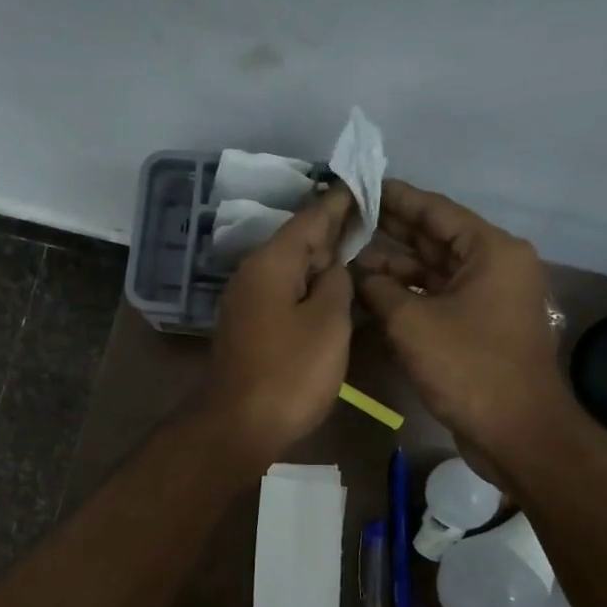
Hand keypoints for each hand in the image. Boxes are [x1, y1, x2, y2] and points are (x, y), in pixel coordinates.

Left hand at [202, 184, 355, 470]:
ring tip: (356, 243)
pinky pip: (284, 290)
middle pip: (298, 240)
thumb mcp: (328, 323)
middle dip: (332, 226)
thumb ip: (336, 284)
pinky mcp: (249, 325)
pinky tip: (329, 287)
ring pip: (290, 266)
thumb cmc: (290, 372)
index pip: (310, 218)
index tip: (361, 182)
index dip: (339, 201)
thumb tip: (333, 268)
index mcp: (271, 263)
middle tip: (368, 212)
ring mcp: (247, 300)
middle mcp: (253, 273)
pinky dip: (308, 283)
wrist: (239, 424)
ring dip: (321, 256)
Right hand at [354, 180, 572, 475]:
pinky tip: (372, 293)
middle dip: (392, 229)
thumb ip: (379, 290)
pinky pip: (438, 298)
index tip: (362, 185)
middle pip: (436, 238)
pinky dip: (408, 295)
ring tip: (350, 256)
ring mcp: (488, 298)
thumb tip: (360, 276)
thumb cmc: (468, 367)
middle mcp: (495, 266)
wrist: (516, 431)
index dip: (397, 198)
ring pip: (434, 271)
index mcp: (491, 251)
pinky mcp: (479, 326)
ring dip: (395, 266)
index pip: (437, 210)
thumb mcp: (412, 323)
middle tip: (349, 216)